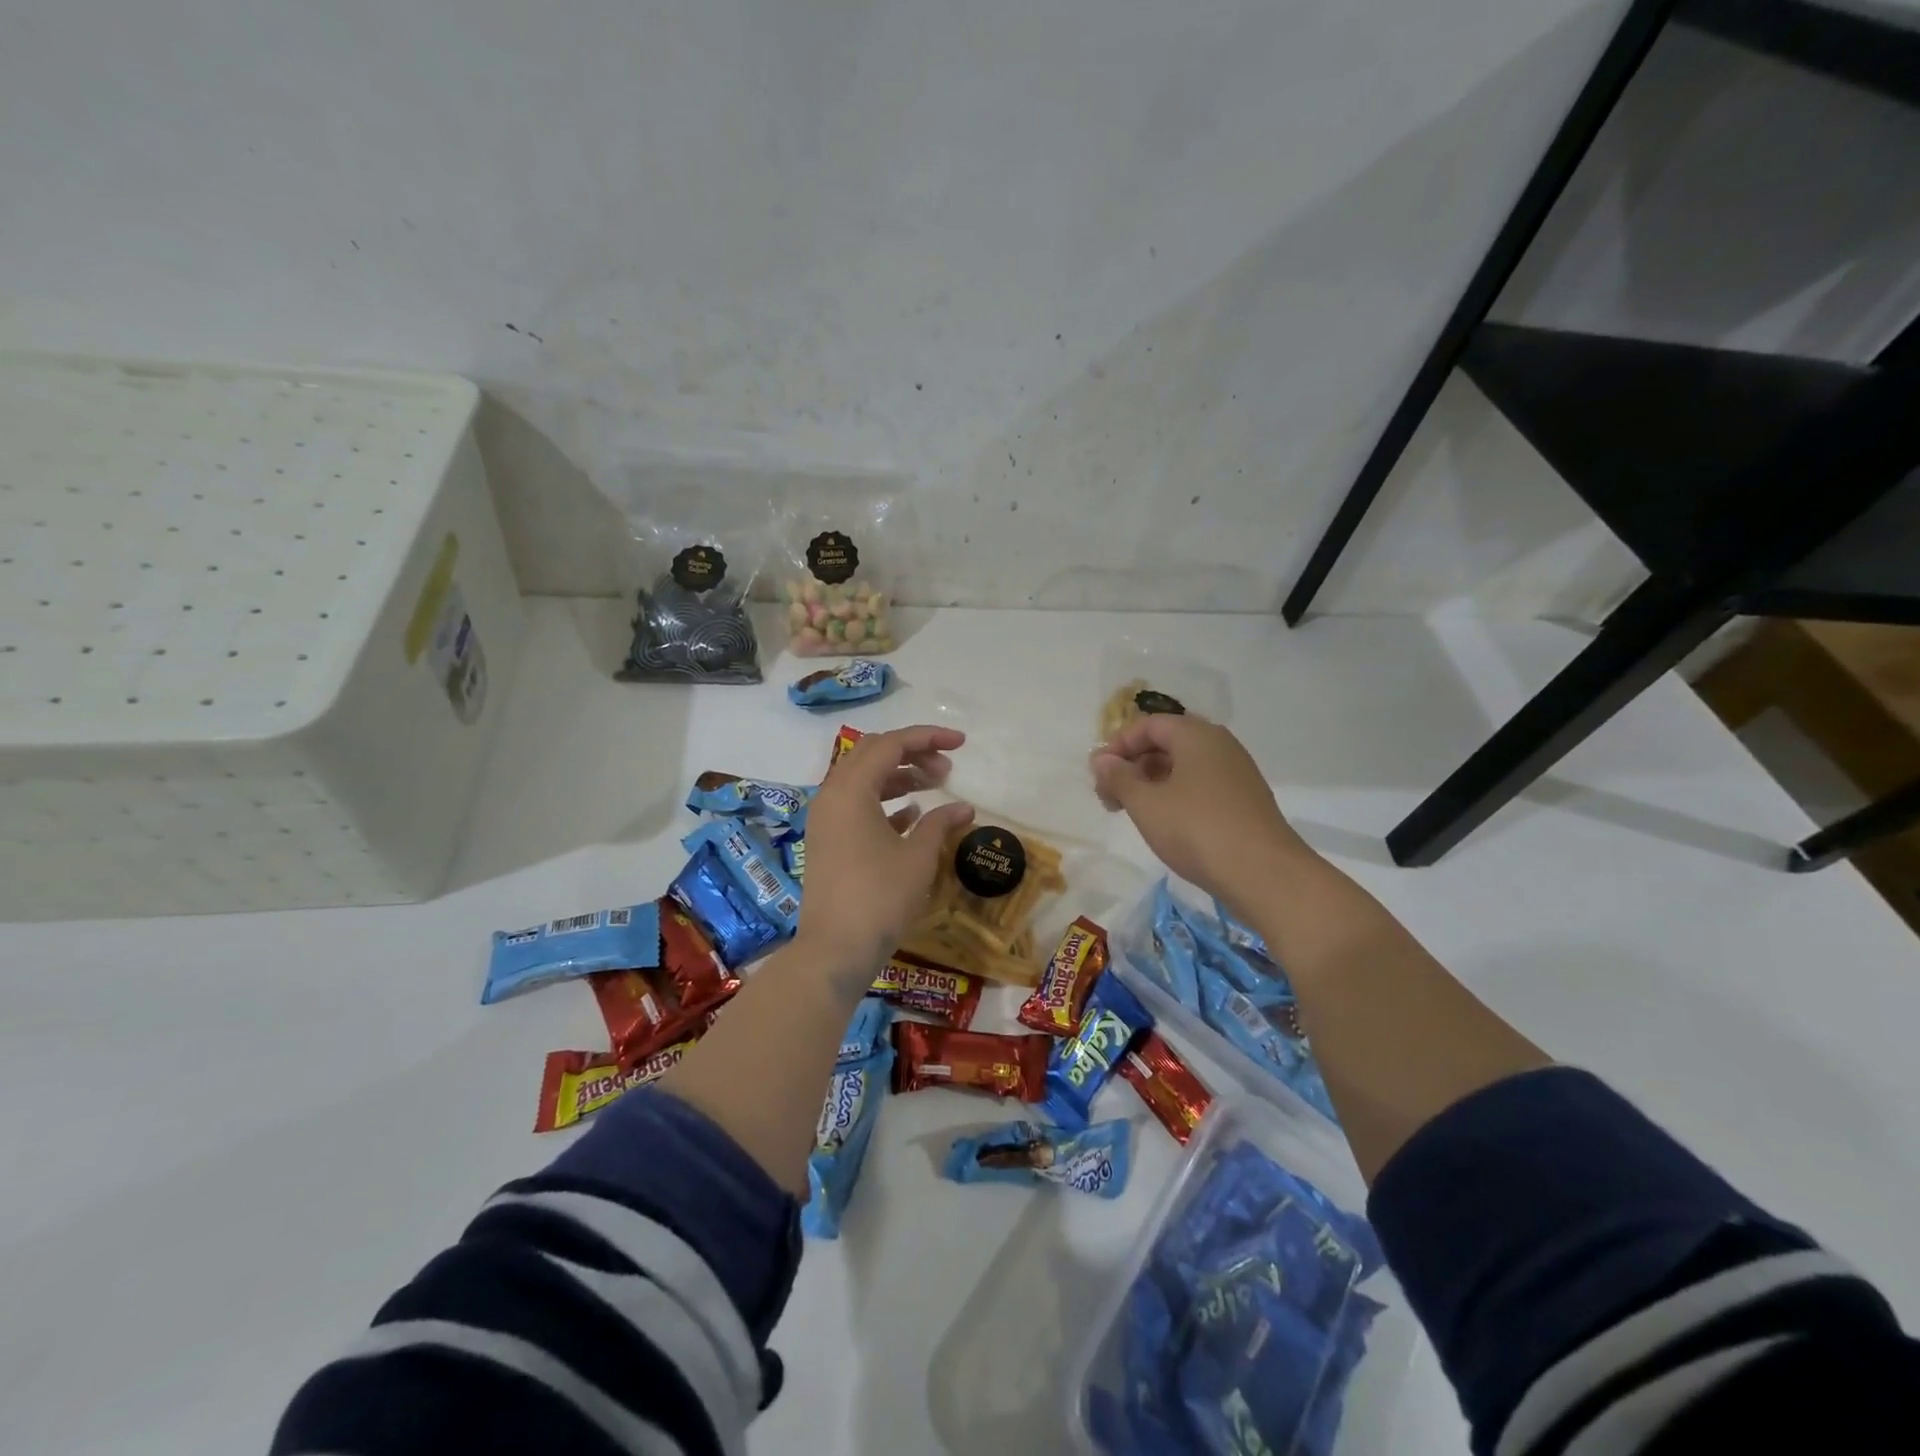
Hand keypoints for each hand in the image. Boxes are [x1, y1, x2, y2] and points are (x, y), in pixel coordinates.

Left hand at [797, 725, 975, 987]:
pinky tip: (912, 814)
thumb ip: (940, 823)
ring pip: (864, 779)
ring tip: (935, 786)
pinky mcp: (827, 840)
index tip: (961, 744)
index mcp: (850, 790)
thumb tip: (965, 808)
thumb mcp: (918, 857)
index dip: (928, 738)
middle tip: (947, 768)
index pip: (891, 745)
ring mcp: (826, 818)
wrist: (835, 949)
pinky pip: (856, 804)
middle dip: (912, 753)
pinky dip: (884, 801)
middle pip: (872, 755)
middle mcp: (832, 795)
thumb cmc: (880, 897)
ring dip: (899, 776)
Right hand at [1091, 715, 1311, 916]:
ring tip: (1132, 812)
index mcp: (1196, 734)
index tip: (1098, 774)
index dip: (1118, 745)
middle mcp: (1219, 745)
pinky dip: (1176, 796)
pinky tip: (1165, 823)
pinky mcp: (1244, 799)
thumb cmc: (1196, 829)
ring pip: (1183, 766)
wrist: (1264, 874)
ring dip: (1152, 783)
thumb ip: (1119, 777)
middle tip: (1109, 797)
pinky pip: (1201, 785)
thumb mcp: (1145, 803)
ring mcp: (1236, 772)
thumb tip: (1102, 759)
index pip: (1148, 725)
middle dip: (1133, 766)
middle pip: (1166, 743)